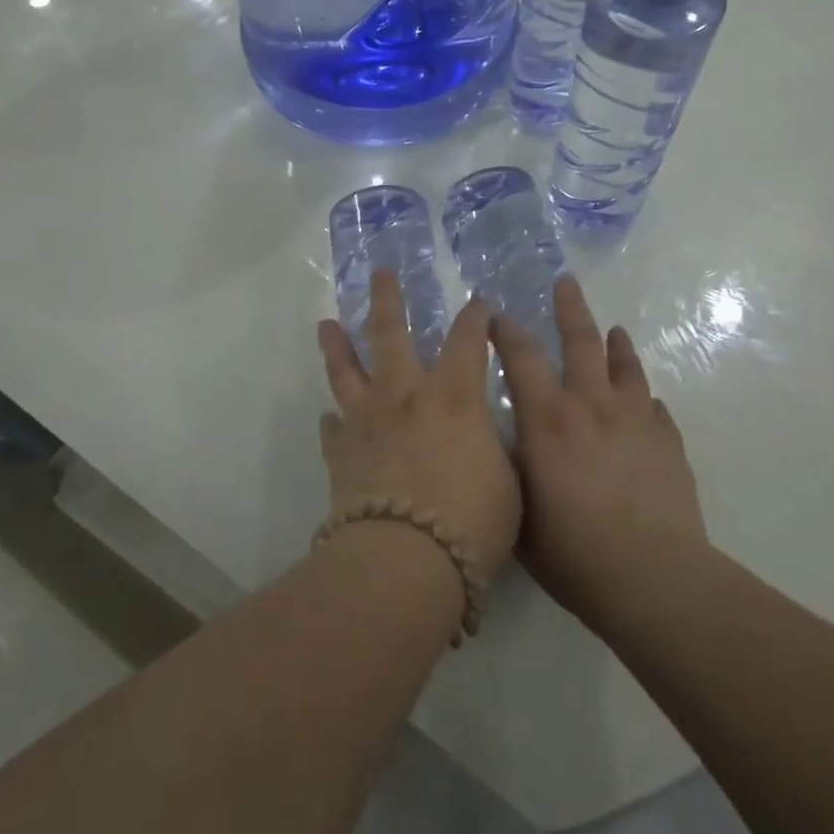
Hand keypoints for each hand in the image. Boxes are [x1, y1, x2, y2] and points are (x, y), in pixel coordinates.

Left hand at [316, 271, 522, 581]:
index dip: (475, 317)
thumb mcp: (507, 481)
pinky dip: (333, 421)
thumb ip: (491, 449)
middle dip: (386, 300)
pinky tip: (330, 418)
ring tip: (326, 325)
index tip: (478, 301)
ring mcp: (366, 422)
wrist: (405, 560)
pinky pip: (332, 429)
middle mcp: (405, 396)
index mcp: (452, 396)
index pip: (467, 340)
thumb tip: (480, 439)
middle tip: (379, 273)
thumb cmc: (471, 521)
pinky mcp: (340, 454)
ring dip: (337, 346)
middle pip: (389, 334)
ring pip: (346, 371)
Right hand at [492, 274, 707, 629]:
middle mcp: (591, 405)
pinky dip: (646, 399)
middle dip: (570, 308)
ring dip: (618, 345)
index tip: (497, 315)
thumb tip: (507, 442)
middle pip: (582, 341)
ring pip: (626, 367)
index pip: (522, 357)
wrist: (652, 578)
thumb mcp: (519, 510)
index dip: (506, 332)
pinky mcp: (668, 443)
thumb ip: (512, 468)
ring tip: (616, 330)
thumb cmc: (572, 552)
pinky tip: (646, 403)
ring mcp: (636, 420)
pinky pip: (656, 409)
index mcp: (548, 418)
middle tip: (567, 282)